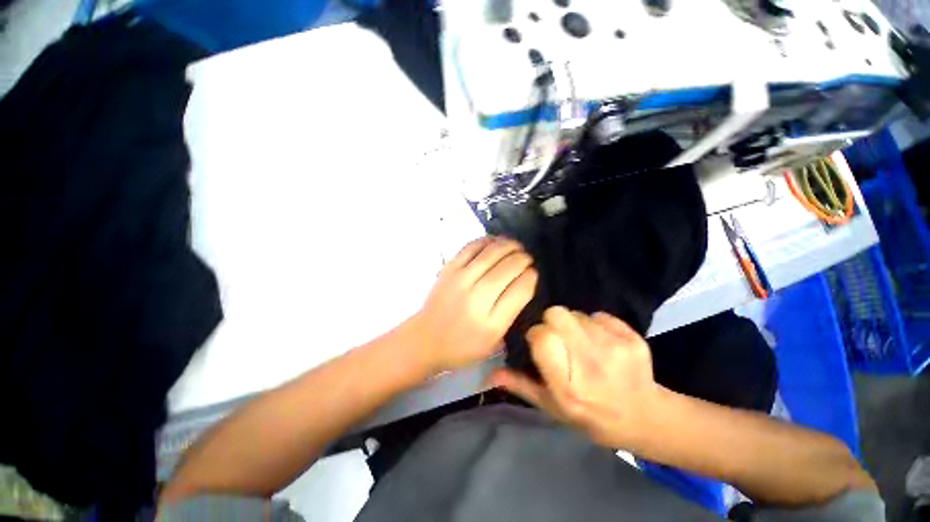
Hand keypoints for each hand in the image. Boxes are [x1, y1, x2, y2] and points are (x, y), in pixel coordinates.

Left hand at [409, 237, 537, 374]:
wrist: (426, 339)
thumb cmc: (462, 346)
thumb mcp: (494, 342)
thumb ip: (511, 313)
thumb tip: (524, 281)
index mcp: (491, 323)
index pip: (520, 290)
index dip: (531, 276)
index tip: (534, 272)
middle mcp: (476, 298)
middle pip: (508, 268)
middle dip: (523, 259)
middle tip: (528, 258)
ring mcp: (460, 279)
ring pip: (492, 253)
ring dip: (509, 245)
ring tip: (516, 246)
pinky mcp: (449, 268)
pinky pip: (472, 246)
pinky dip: (487, 240)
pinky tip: (496, 242)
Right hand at [489, 307, 661, 449]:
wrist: (644, 417)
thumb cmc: (590, 415)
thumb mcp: (551, 406)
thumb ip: (521, 385)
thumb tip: (489, 374)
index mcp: (567, 386)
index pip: (541, 337)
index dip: (537, 335)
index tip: (541, 344)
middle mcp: (590, 364)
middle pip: (557, 314)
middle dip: (553, 323)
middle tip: (561, 341)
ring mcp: (615, 349)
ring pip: (577, 313)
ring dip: (574, 325)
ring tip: (583, 345)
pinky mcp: (633, 338)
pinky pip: (599, 315)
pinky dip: (595, 325)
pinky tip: (602, 343)